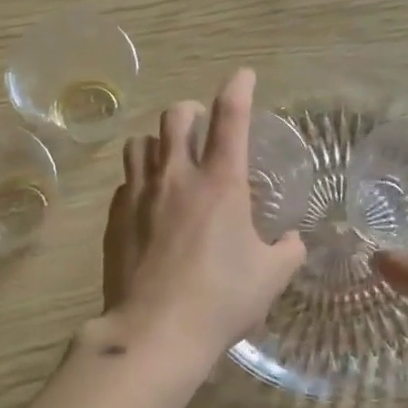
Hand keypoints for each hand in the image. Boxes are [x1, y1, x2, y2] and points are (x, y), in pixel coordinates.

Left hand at [99, 68, 306, 361]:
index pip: (230, 118)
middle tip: (202, 126)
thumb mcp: (270, 276)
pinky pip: (126, 181)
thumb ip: (287, 251)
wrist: (155, 332)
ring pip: (140, 142)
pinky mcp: (116, 219)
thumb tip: (292, 241)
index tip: (243, 76)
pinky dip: (140, 179)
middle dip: (191, 111)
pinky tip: (149, 200)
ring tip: (170, 157)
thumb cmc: (221, 300)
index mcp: (220, 183)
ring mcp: (140, 196)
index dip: (238, 88)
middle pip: (175, 117)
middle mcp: (176, 177)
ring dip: (158, 141)